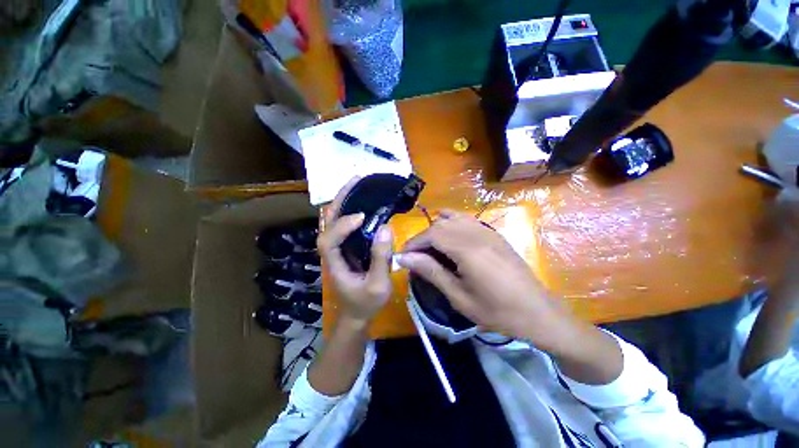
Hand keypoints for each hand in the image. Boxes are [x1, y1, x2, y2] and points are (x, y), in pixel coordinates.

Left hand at [318, 177, 393, 326]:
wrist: (356, 313)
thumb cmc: (365, 303)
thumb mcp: (377, 285)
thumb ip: (381, 259)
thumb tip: (385, 228)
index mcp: (335, 263)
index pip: (329, 240)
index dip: (342, 226)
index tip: (362, 217)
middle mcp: (332, 251)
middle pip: (328, 222)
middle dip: (340, 200)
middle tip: (356, 181)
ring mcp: (339, 247)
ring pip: (334, 220)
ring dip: (345, 200)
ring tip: (359, 184)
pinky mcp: (346, 246)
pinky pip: (345, 224)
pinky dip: (351, 209)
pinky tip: (363, 201)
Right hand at [397, 211, 581, 352]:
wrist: (538, 313)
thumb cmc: (497, 311)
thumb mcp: (459, 296)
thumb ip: (431, 271)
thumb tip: (405, 258)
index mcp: (467, 250)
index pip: (431, 234)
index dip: (414, 243)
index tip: (403, 256)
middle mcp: (477, 233)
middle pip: (440, 224)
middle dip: (423, 238)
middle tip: (416, 257)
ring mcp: (488, 231)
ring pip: (453, 218)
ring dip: (437, 229)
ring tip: (431, 248)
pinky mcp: (494, 234)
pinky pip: (467, 220)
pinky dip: (453, 224)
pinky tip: (451, 240)